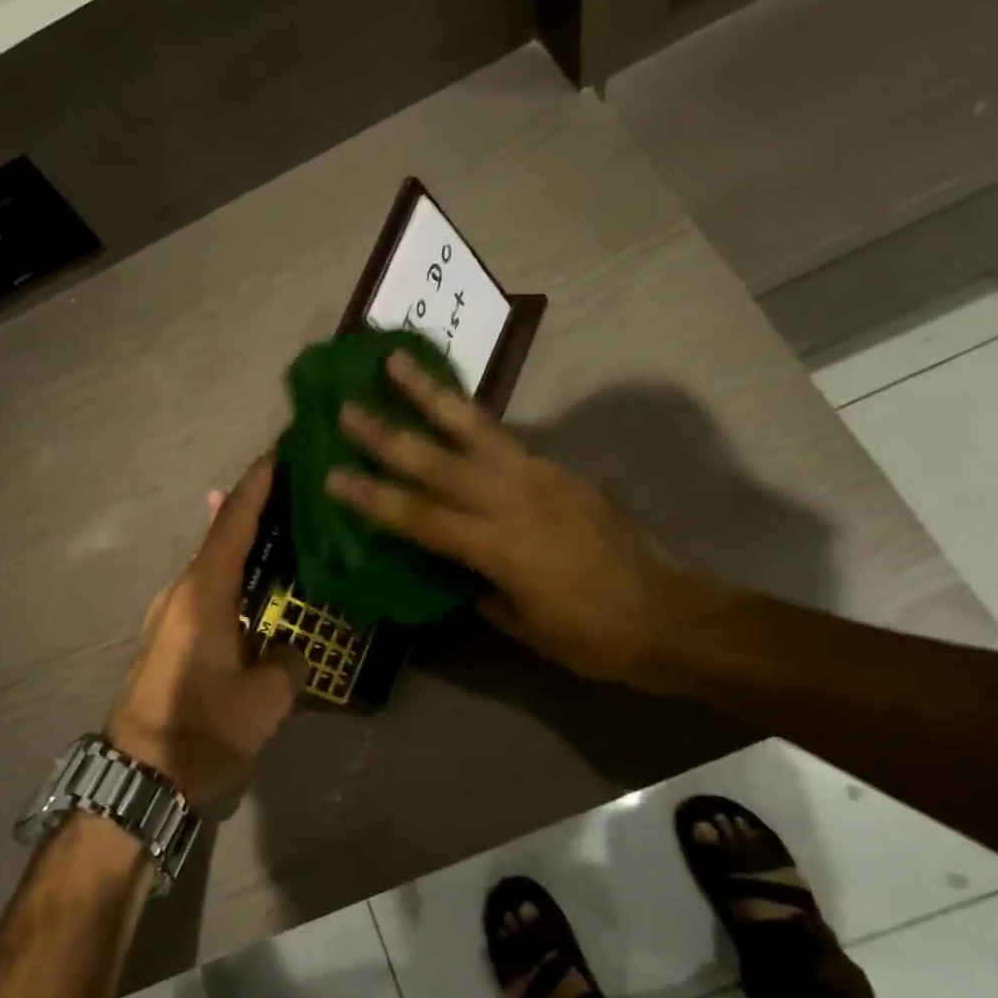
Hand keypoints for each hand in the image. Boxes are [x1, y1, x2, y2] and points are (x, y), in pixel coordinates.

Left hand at [105, 456, 306, 815]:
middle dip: (256, 509)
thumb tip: (290, 651)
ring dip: (246, 545)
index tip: (279, 451)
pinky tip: (258, 584)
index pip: (233, 523)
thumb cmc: (201, 731)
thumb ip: (287, 663)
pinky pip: (210, 591)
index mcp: (203, 594)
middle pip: (222, 536)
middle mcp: (182, 592)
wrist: (137, 778)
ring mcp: (171, 614)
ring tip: (285, 529)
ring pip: (215, 565)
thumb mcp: (263, 701)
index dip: (257, 485)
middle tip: (297, 489)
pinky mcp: (171, 637)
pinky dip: (236, 576)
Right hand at [323, 351, 681, 686]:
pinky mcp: (557, 469)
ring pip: (473, 427)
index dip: (372, 498)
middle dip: (387, 434)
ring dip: (430, 394)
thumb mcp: (520, 624)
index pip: (419, 517)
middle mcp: (512, 500)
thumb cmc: (588, 635)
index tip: (332, 476)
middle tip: (346, 408)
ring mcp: (538, 476)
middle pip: (437, 461)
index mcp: (497, 547)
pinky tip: (450, 406)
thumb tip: (453, 565)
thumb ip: (478, 586)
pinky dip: (470, 417)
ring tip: (397, 362)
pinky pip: (503, 437)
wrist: (665, 614)